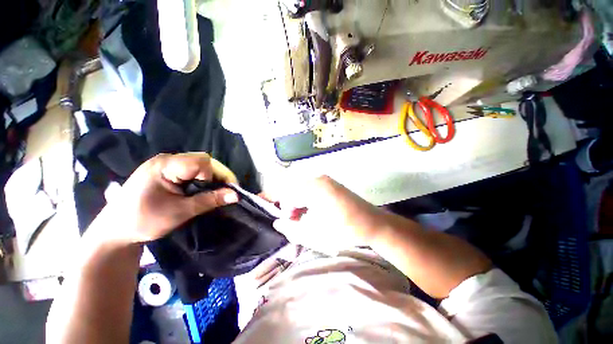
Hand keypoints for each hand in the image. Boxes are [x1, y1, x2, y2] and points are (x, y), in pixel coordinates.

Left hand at [91, 153, 239, 244]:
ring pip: (199, 164)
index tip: (222, 192)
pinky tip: (202, 189)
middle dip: (217, 175)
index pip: (202, 161)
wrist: (115, 230)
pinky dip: (202, 179)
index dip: (216, 175)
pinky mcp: (165, 171)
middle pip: (202, 160)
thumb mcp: (181, 212)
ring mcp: (165, 164)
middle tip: (223, 192)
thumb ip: (210, 200)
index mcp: (165, 166)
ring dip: (211, 177)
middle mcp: (166, 160)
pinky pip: (191, 169)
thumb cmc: (144, 221)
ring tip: (214, 192)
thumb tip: (236, 195)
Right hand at [273, 176, 386, 253]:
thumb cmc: (344, 230)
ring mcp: (326, 180)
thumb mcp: (315, 233)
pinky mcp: (331, 183)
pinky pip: (312, 189)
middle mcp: (318, 179)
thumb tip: (278, 223)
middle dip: (291, 207)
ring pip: (302, 190)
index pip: (288, 195)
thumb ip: (292, 229)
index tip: (285, 221)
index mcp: (314, 188)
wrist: (372, 224)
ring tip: (305, 219)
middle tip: (296, 223)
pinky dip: (308, 200)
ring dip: (299, 204)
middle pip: (294, 190)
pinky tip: (314, 212)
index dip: (282, 208)